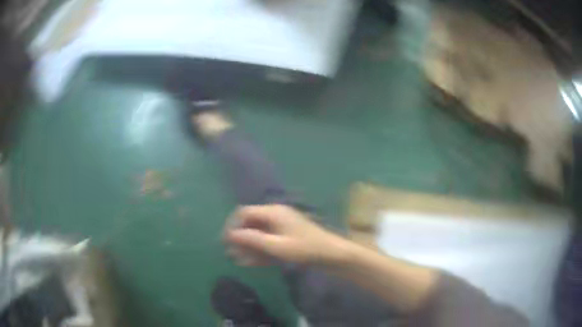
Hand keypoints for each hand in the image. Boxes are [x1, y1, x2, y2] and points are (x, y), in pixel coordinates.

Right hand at [224, 205, 347, 265]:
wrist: (330, 254)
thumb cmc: (304, 249)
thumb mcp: (277, 246)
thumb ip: (253, 240)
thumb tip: (231, 234)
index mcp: (273, 212)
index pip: (244, 212)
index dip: (232, 225)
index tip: (225, 241)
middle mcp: (275, 215)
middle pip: (250, 223)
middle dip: (239, 238)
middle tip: (230, 253)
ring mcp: (280, 226)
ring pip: (257, 234)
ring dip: (248, 246)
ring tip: (238, 260)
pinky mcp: (285, 236)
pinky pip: (267, 240)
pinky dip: (259, 250)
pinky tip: (251, 262)